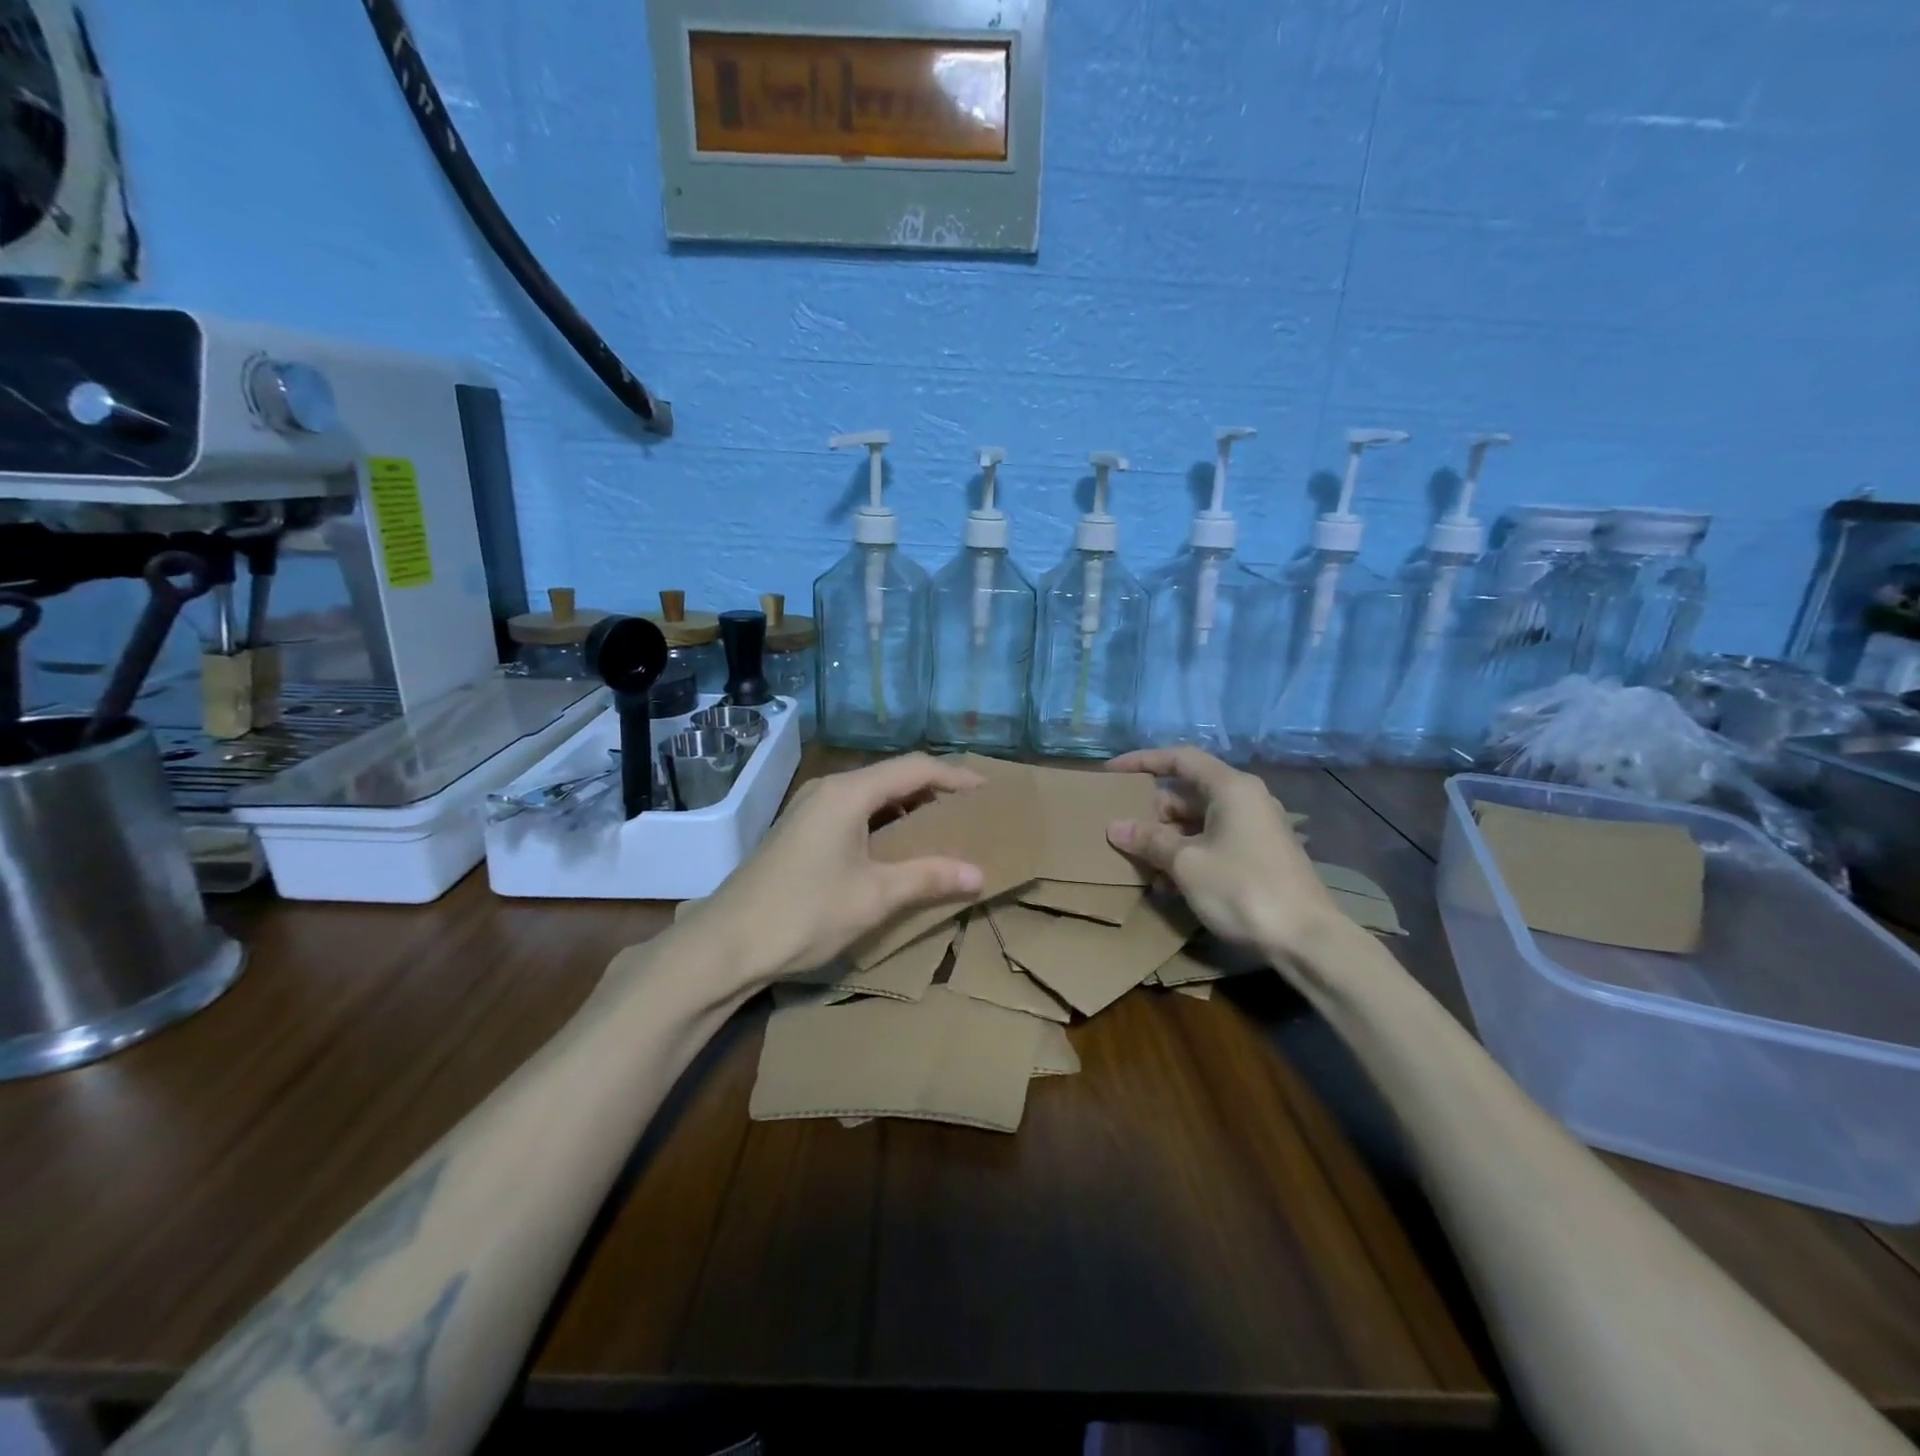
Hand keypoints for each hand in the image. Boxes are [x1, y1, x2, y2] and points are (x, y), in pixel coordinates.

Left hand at [696, 754, 986, 984]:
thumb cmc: (804, 914)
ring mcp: (810, 808)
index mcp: (848, 793)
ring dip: (910, 807)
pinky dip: (885, 822)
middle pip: (893, 776)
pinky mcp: (801, 829)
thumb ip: (929, 877)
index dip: (956, 776)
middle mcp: (829, 789)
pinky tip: (900, 848)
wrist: (726, 944)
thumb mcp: (875, 896)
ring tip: (945, 828)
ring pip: (873, 795)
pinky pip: (855, 812)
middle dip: (935, 790)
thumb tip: (979, 873)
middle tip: (972, 811)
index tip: (989, 792)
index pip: (915, 768)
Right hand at [1104, 746, 1337, 955]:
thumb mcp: (1186, 863)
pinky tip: (1167, 885)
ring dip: (1167, 840)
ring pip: (1199, 822)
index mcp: (1231, 788)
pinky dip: (1188, 855)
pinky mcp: (1259, 856)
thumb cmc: (1242, 889)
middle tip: (1122, 831)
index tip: (1112, 772)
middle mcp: (1246, 800)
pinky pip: (1213, 843)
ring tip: (1138, 863)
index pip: (1180, 759)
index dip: (1143, 761)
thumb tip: (1116, 827)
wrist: (1306, 939)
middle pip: (1188, 793)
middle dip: (1152, 812)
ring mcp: (1255, 829)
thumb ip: (1150, 840)